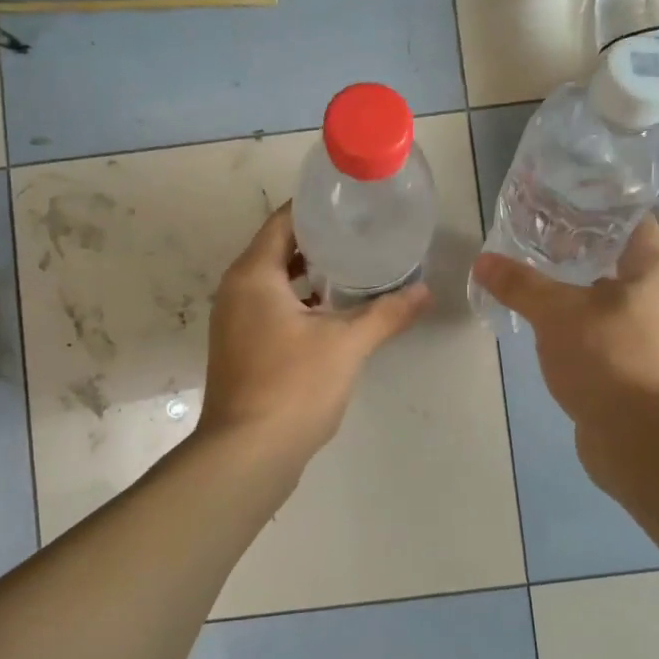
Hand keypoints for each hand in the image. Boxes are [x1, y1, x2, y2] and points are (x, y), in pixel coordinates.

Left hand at [198, 203, 431, 464]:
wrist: (247, 453)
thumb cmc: (294, 386)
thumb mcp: (347, 344)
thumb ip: (387, 313)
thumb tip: (425, 292)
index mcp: (254, 276)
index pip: (283, 222)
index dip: (315, 209)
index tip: (351, 205)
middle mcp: (236, 291)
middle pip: (277, 250)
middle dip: (318, 243)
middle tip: (361, 235)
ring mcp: (234, 322)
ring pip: (273, 283)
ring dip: (308, 275)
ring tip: (354, 269)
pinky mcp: (240, 349)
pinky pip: (270, 309)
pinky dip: (298, 303)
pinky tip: (332, 315)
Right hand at [469, 217, 658, 434]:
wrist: (637, 437)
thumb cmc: (606, 357)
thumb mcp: (555, 313)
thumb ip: (519, 284)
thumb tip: (483, 261)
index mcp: (656, 268)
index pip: (631, 218)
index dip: (595, 205)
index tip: (556, 201)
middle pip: (616, 255)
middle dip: (576, 244)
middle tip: (533, 234)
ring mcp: (650, 330)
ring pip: (606, 293)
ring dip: (573, 283)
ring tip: (532, 272)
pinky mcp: (634, 360)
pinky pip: (601, 325)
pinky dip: (575, 317)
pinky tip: (543, 318)